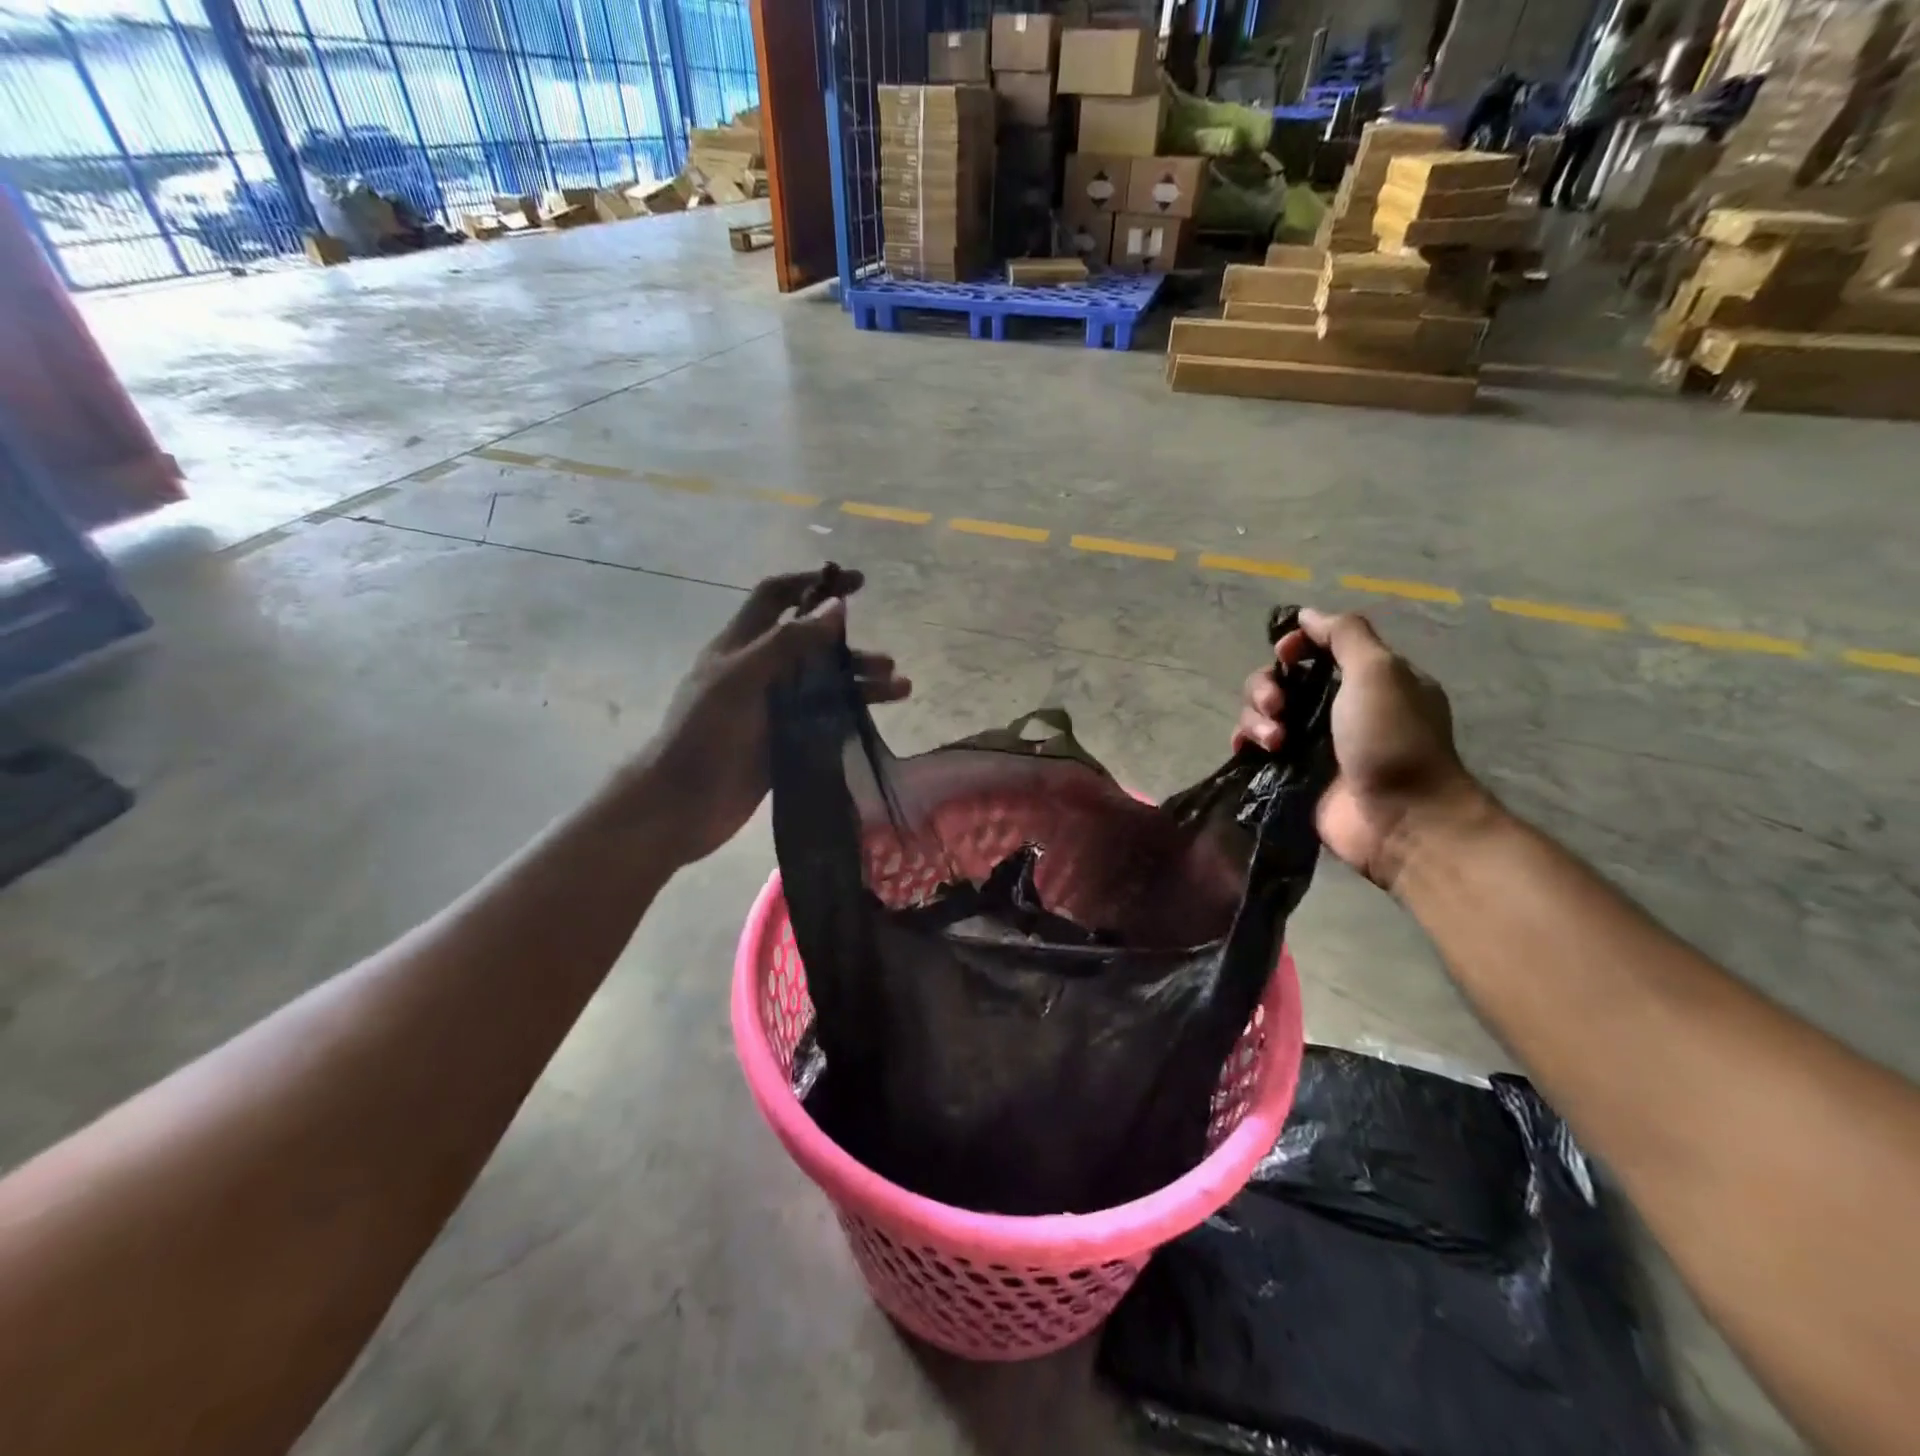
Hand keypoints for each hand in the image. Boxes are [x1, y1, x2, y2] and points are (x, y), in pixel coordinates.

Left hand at [631, 568, 908, 864]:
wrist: (682, 805)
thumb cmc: (704, 733)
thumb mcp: (741, 678)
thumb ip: (788, 642)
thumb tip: (837, 606)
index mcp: (740, 646)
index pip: (777, 597)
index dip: (812, 582)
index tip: (856, 583)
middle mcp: (759, 671)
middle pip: (811, 646)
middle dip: (849, 647)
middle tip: (887, 661)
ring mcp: (773, 708)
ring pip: (824, 684)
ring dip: (859, 682)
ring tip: (899, 688)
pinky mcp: (786, 741)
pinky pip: (825, 718)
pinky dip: (852, 713)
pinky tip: (877, 717)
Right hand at [1235, 608, 1480, 890]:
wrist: (1401, 819)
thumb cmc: (1393, 739)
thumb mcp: (1380, 671)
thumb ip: (1345, 635)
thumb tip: (1307, 613)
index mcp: (1366, 679)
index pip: (1317, 648)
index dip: (1294, 646)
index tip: (1286, 655)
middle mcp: (1337, 708)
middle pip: (1281, 680)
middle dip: (1267, 687)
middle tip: (1277, 706)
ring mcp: (1312, 743)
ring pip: (1263, 713)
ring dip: (1257, 719)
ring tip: (1275, 742)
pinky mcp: (1292, 773)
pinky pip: (1255, 747)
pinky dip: (1246, 742)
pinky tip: (1248, 749)